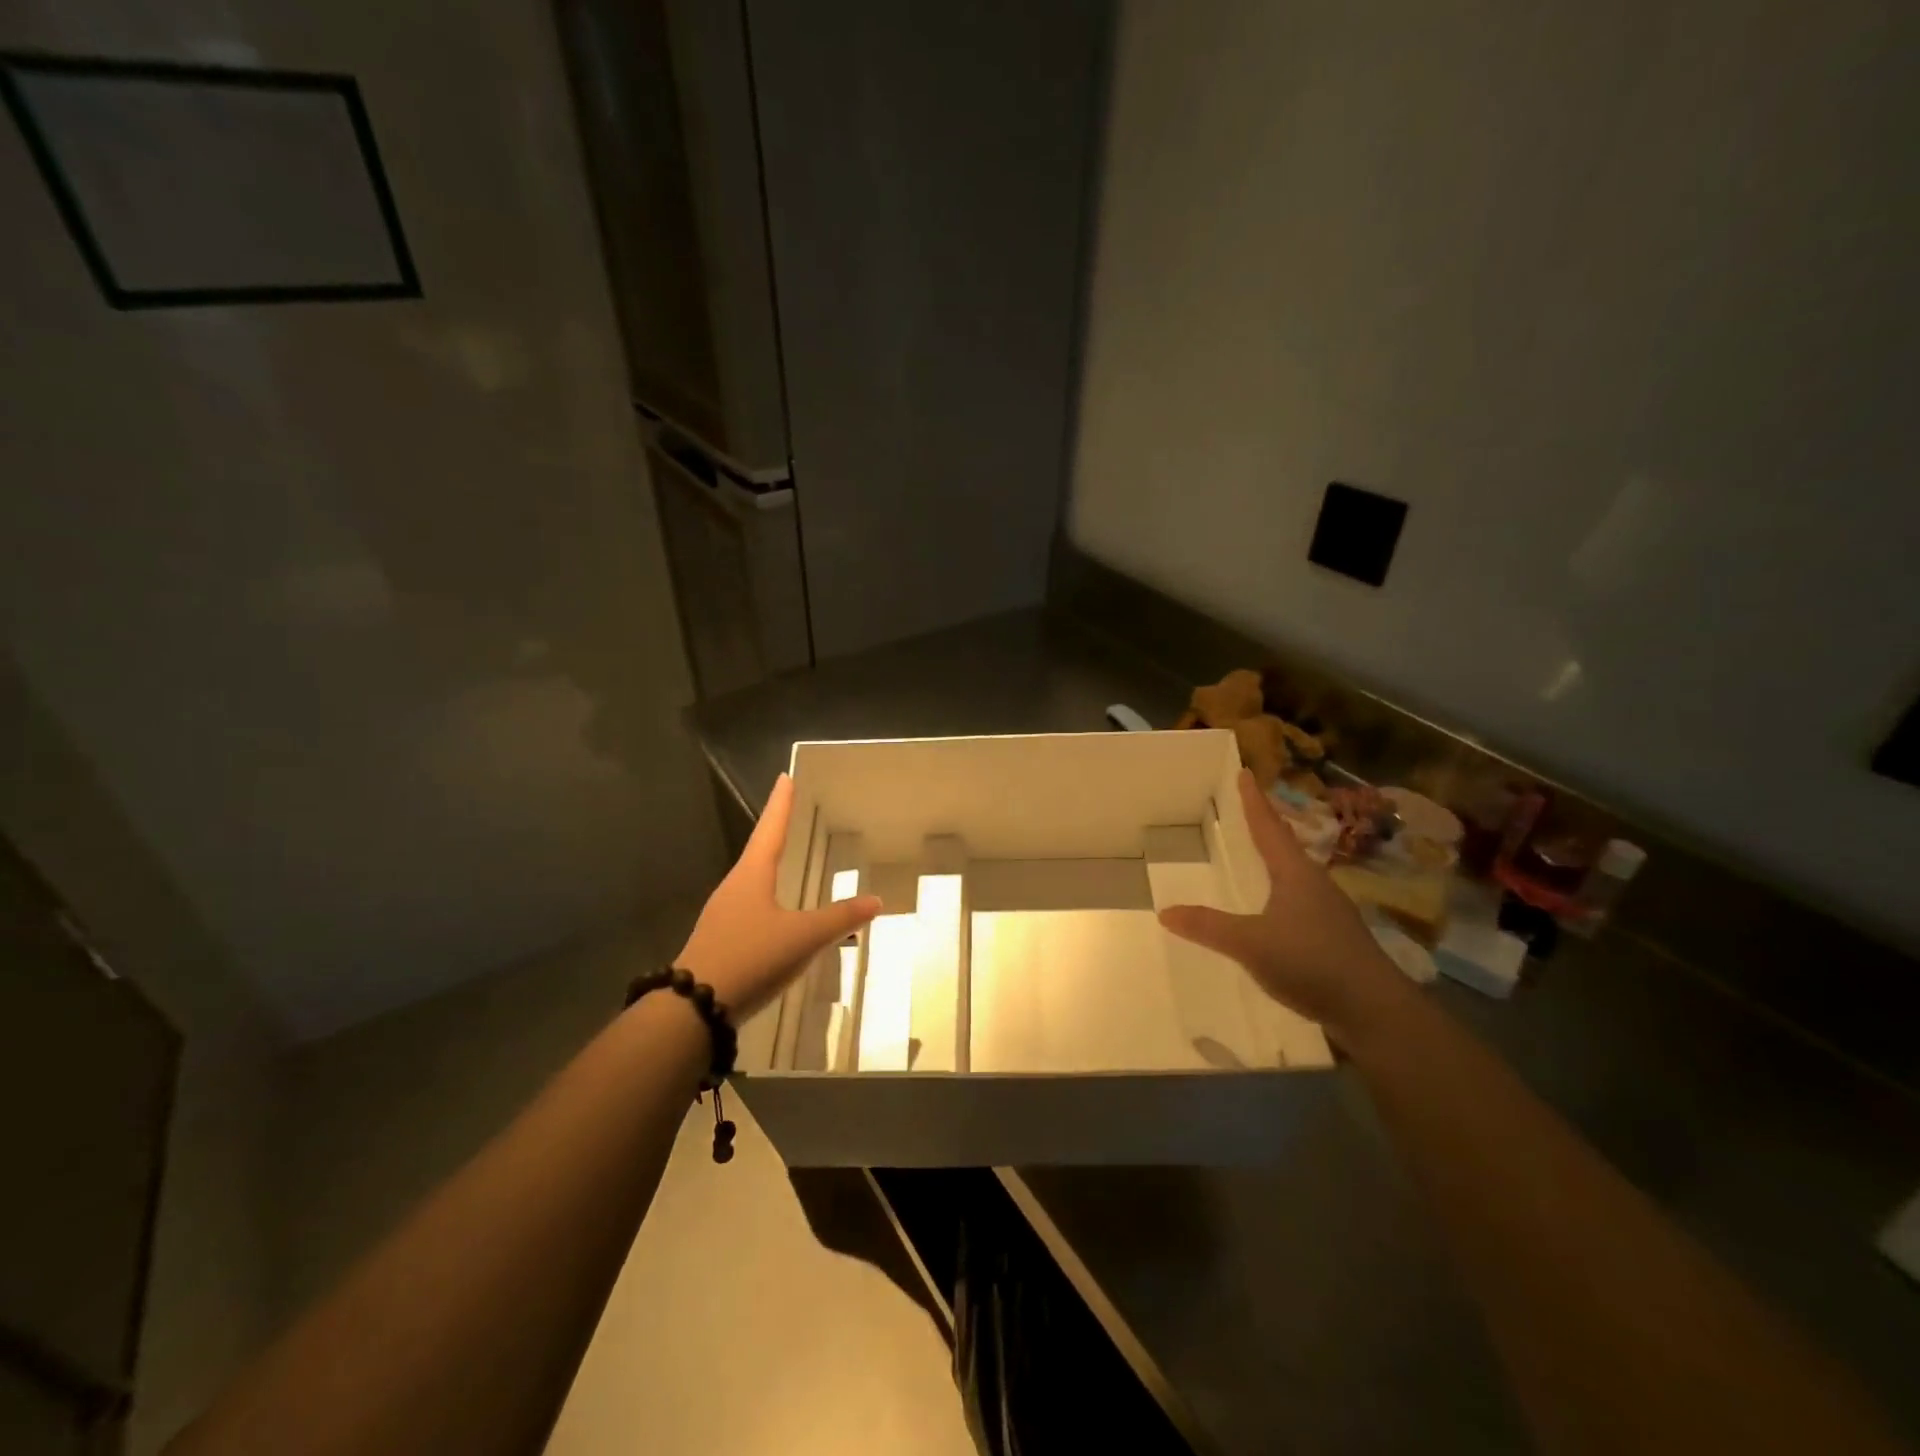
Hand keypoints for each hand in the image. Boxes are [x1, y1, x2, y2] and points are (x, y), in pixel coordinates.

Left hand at [676, 774, 881, 1021]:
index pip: (771, 829)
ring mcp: (723, 915)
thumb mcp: (802, 937)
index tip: (785, 778)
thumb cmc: (751, 958)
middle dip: (775, 831)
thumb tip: (876, 900)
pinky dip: (766, 896)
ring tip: (784, 857)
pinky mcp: (720, 940)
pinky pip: (749, 907)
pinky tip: (775, 912)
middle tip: (789, 814)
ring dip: (768, 864)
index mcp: (751, 875)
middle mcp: (734, 887)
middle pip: (758, 850)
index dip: (781, 804)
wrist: (694, 1009)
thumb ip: (839, 918)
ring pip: (751, 880)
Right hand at [1158, 769, 1407, 1041]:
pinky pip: (1301, 902)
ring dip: (1277, 861)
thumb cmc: (1311, 962)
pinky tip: (1274, 911)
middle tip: (1247, 812)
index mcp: (1295, 873)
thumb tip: (1165, 911)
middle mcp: (1316, 884)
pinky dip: (1282, 893)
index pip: (1269, 828)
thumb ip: (1208, 927)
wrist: (1375, 1011)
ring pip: (1296, 875)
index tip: (1246, 773)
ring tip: (1257, 858)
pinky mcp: (1336, 938)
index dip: (1254, 801)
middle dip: (1266, 828)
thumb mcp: (1251, 943)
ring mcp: (1330, 912)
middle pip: (1286, 847)